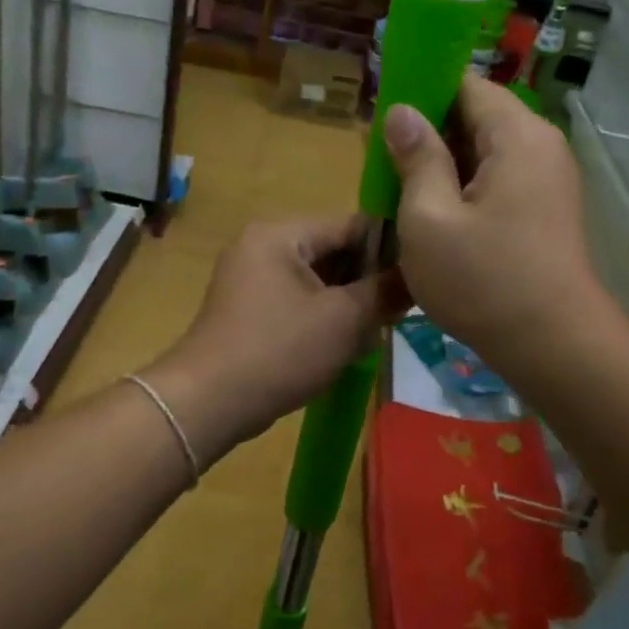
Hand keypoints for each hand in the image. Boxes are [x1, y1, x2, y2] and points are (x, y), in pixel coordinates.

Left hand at [144, 216, 400, 458]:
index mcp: (280, 234)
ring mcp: (250, 279)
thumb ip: (384, 292)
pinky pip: (297, 303)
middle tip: (400, 310)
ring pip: (316, 281)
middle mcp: (261, 246)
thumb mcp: (343, 320)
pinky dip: (322, 319)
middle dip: (367, 282)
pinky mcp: (248, 311)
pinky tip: (346, 345)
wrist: (208, 402)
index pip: (349, 225)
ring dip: (347, 304)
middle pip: (332, 252)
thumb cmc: (279, 351)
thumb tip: (415, 277)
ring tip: (377, 330)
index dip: (389, 249)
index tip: (421, 276)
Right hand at [385, 75, 603, 367]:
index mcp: (516, 135)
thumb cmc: (483, 280)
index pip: (465, 84)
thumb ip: (416, 158)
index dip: (420, 93)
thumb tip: (402, 112)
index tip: (382, 119)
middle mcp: (540, 146)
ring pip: (484, 152)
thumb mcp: (429, 218)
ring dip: (442, 165)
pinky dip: (463, 188)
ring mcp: (548, 179)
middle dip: (427, 133)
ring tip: (399, 191)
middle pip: (476, 117)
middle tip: (381, 163)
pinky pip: (497, 180)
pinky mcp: (545, 210)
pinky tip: (432, 215)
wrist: (554, 347)